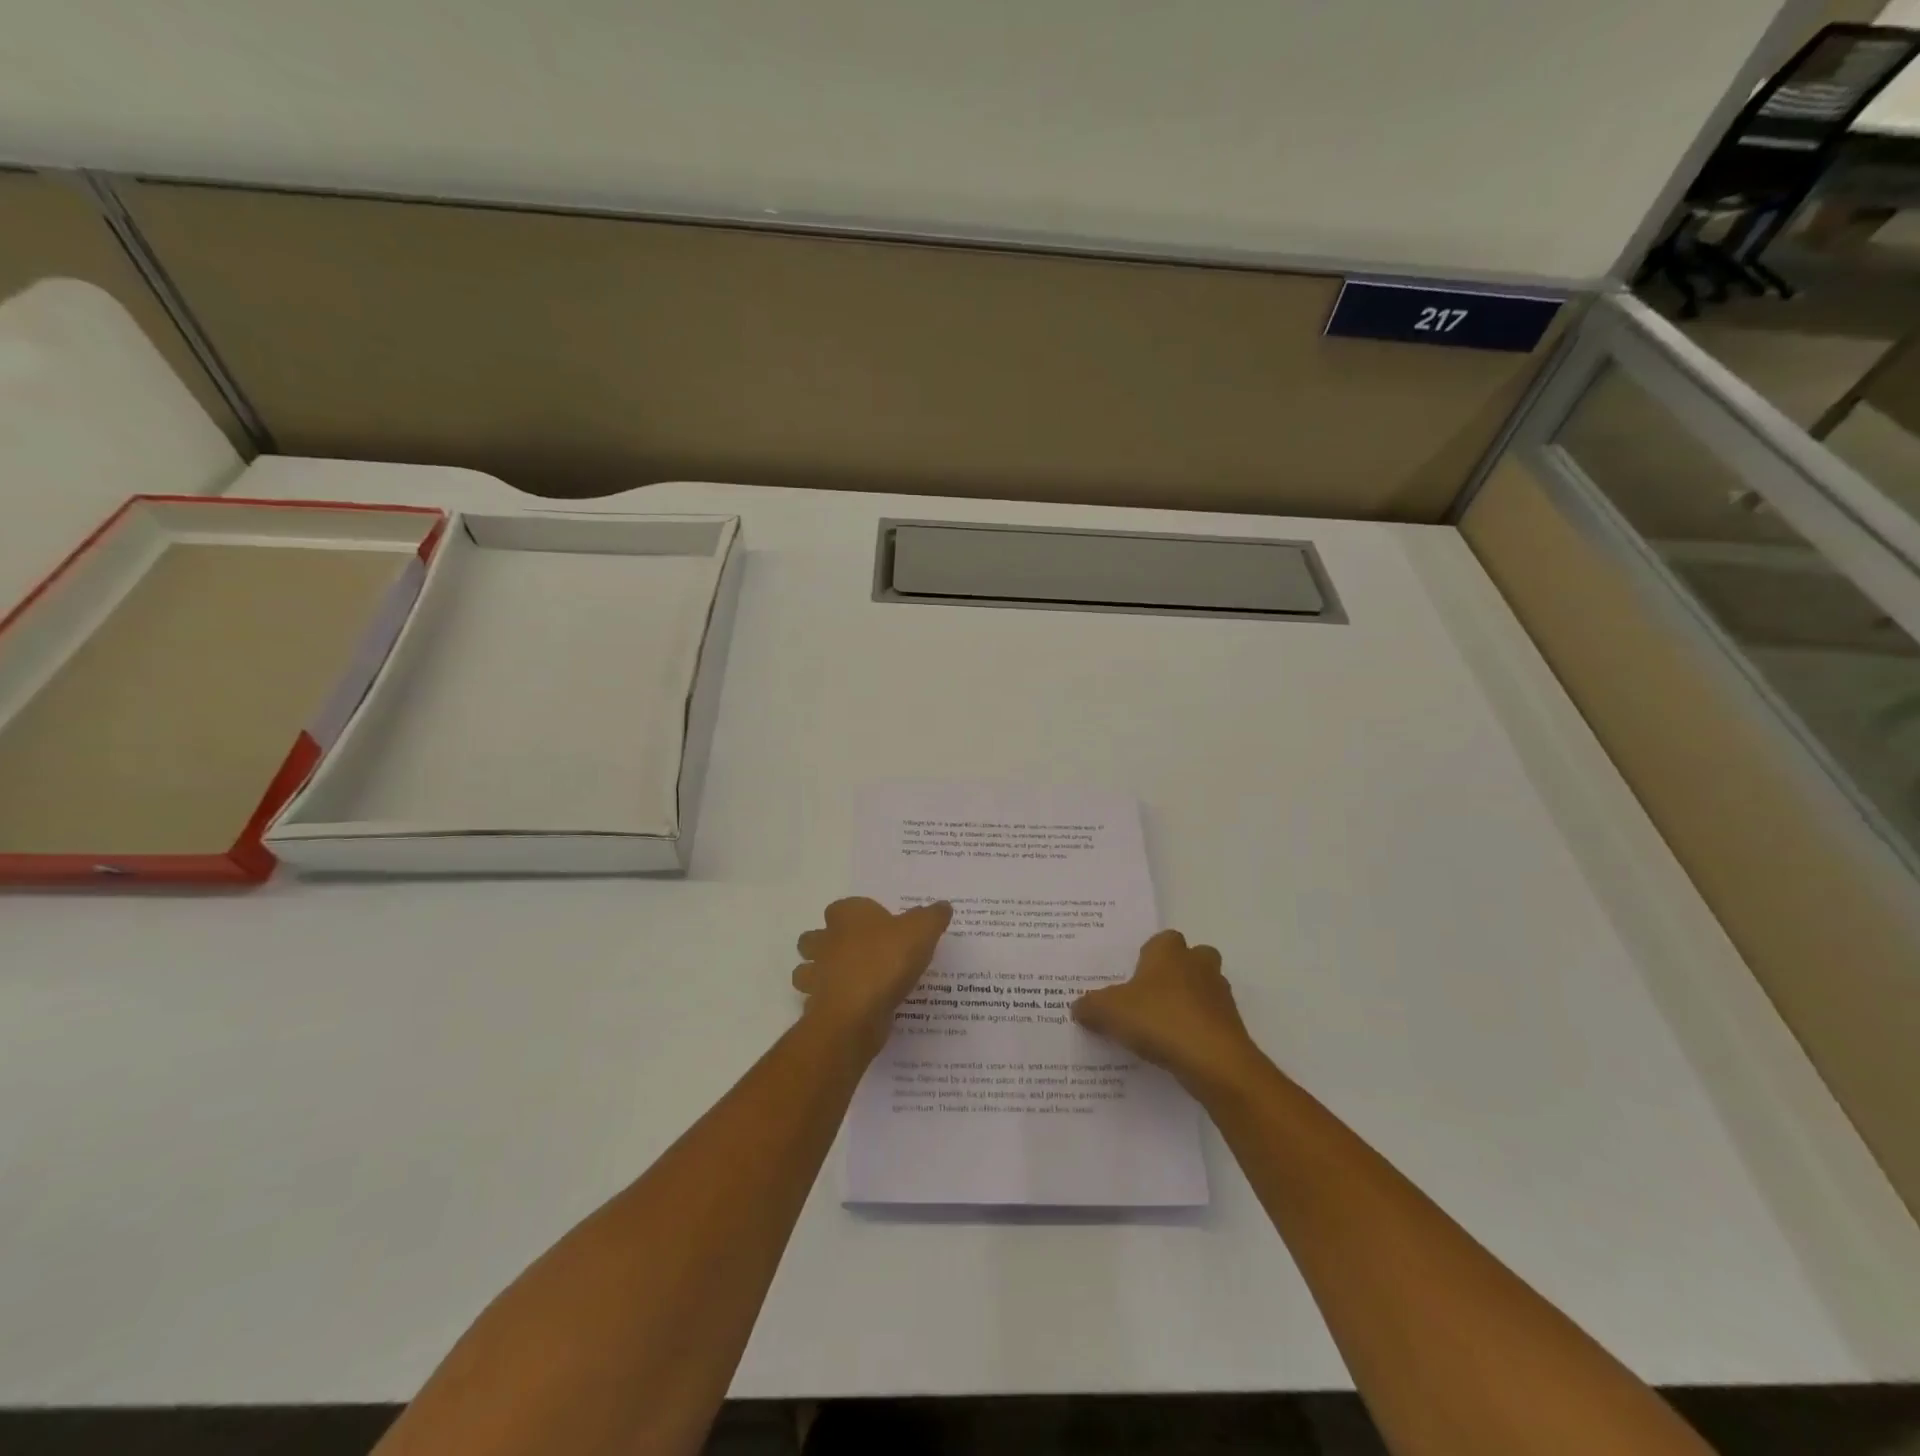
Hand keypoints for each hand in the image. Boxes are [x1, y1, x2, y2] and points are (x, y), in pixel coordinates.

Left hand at [793, 897, 952, 1059]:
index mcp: (847, 916)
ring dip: (821, 975)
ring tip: (850, 983)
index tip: (878, 926)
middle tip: (857, 954)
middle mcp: (825, 941)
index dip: (857, 915)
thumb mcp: (921, 931)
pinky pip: (819, 1002)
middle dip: (827, 943)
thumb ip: (932, 917)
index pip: (843, 907)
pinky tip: (854, 1010)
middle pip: (815, 937)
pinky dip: (831, 1004)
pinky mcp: (818, 1007)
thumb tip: (943, 906)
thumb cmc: (886, 961)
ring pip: (807, 970)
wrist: (857, 1013)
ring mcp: (817, 976)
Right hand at [1071, 930, 1267, 1099]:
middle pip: (1191, 959)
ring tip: (1161, 1029)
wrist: (1214, 1061)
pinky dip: (1197, 1031)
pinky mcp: (1232, 1026)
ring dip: (1188, 1003)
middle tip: (1150, 998)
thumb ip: (1090, 1006)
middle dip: (1176, 974)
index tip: (1133, 977)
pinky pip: (1210, 1021)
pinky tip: (1177, 1051)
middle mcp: (1199, 965)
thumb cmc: (1159, 1020)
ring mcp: (1220, 995)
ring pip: (1203, 990)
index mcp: (1169, 951)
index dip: (1149, 956)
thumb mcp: (1109, 1012)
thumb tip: (1078, 1007)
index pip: (1162, 939)